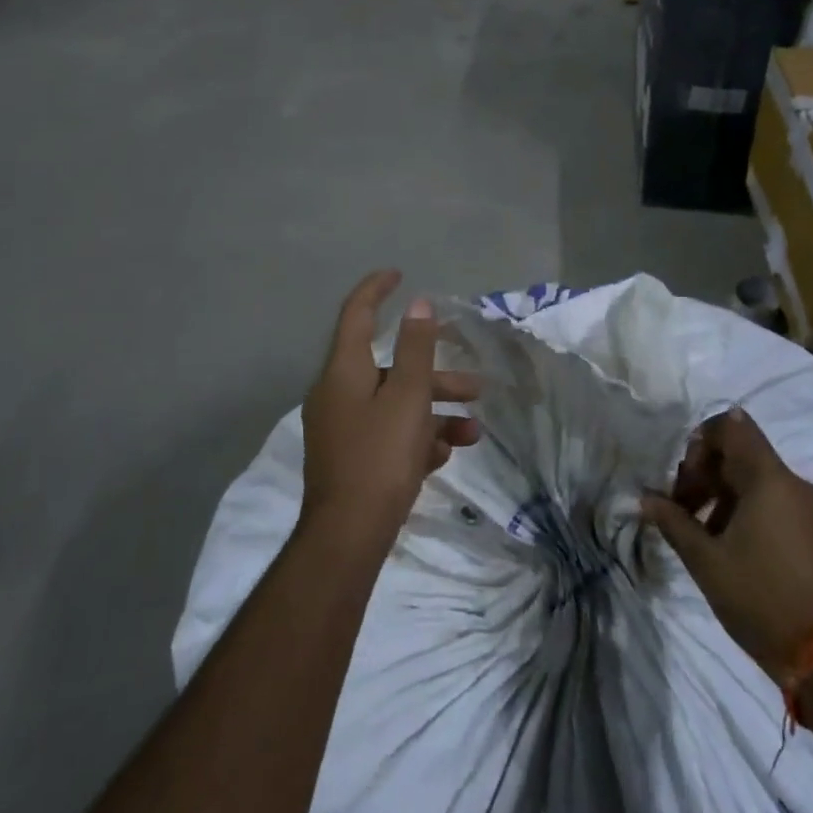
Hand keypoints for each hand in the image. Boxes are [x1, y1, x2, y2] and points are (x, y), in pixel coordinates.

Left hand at [300, 271, 481, 541]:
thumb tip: (418, 305)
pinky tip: (447, 455)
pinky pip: (388, 435)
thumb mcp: (407, 397)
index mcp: (344, 370)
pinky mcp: (351, 459)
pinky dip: (418, 438)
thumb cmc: (380, 457)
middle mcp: (338, 393)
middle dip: (435, 374)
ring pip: (395, 405)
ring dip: (436, 412)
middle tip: (474, 384)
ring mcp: (343, 429)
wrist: (348, 538)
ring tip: (473, 432)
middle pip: (390, 368)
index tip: (399, 274)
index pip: (356, 313)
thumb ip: (416, 348)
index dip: (377, 289)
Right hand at [641, 408, 812, 688]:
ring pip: (754, 476)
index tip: (685, 476)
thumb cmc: (758, 598)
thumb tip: (645, 498)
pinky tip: (725, 541)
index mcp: (769, 479)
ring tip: (697, 528)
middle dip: (705, 471)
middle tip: (681, 506)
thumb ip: (673, 521)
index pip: (733, 427)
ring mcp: (807, 506)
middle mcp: (793, 482)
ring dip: (721, 491)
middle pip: (741, 452)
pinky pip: (772, 497)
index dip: (702, 441)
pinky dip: (743, 506)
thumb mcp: (705, 560)